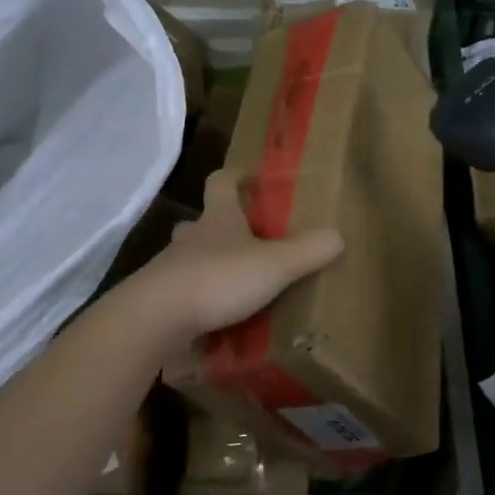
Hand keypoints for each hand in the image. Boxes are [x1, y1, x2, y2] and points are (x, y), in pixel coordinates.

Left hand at [127, 170, 344, 343]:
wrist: (155, 317)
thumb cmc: (218, 279)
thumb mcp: (274, 265)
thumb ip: (308, 251)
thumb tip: (338, 235)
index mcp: (219, 218)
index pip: (221, 182)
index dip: (235, 177)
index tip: (249, 177)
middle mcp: (191, 237)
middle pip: (203, 221)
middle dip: (221, 226)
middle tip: (244, 239)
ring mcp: (170, 267)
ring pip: (190, 256)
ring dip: (208, 263)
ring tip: (232, 282)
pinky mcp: (160, 299)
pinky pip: (182, 291)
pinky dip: (197, 297)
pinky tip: (213, 316)